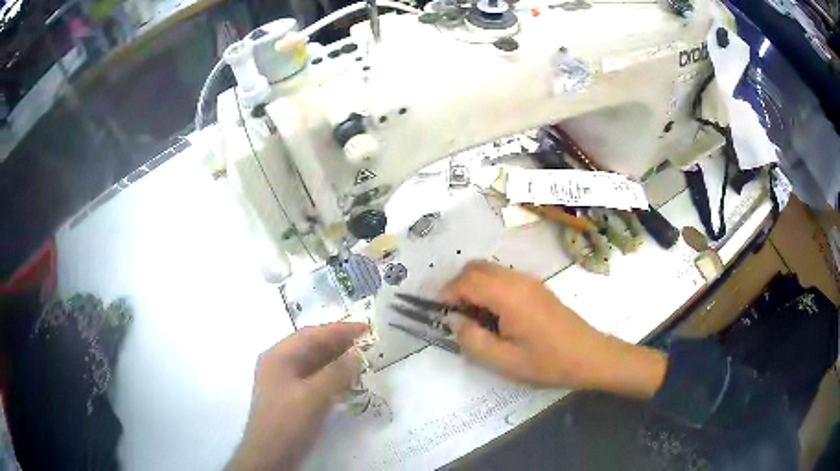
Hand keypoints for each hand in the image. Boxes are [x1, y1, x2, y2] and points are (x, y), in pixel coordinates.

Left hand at [227, 322, 367, 470]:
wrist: (270, 454)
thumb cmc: (288, 421)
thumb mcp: (313, 396)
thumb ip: (336, 373)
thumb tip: (355, 354)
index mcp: (279, 356)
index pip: (312, 334)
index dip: (339, 330)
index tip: (366, 328)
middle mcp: (279, 364)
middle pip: (311, 347)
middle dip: (338, 344)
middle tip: (366, 344)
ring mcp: (284, 381)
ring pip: (313, 364)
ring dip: (336, 361)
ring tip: (360, 361)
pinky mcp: (291, 397)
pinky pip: (313, 379)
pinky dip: (331, 377)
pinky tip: (346, 382)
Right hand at [442, 261, 665, 397]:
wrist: (589, 356)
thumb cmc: (548, 362)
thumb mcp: (505, 361)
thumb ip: (472, 340)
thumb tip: (454, 320)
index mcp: (509, 295)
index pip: (467, 281)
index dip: (446, 294)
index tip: (438, 314)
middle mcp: (518, 280)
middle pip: (476, 267)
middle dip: (458, 287)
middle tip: (453, 316)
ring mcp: (529, 281)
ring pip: (490, 270)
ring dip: (473, 287)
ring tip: (473, 319)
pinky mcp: (537, 288)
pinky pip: (503, 278)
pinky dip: (488, 289)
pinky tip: (494, 317)